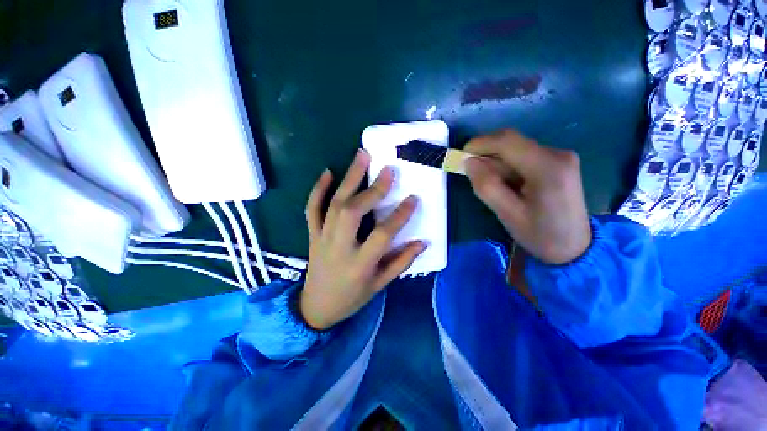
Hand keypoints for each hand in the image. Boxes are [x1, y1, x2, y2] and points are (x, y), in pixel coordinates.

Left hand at [300, 149, 427, 329]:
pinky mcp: (312, 234)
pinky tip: (328, 172)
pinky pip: (312, 209)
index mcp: (360, 264)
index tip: (413, 198)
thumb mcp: (380, 285)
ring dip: (349, 179)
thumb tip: (422, 242)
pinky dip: (318, 189)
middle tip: (387, 169)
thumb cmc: (352, 298)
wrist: (315, 307)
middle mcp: (339, 247)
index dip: (399, 216)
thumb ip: (401, 262)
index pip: (382, 235)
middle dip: (372, 190)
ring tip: (361, 156)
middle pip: (353, 212)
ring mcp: (322, 238)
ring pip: (334, 204)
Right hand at [464, 130, 590, 264]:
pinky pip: (524, 156)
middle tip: (472, 174)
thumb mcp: (507, 215)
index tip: (461, 157)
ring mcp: (560, 156)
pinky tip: (507, 184)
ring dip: (497, 163)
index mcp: (547, 168)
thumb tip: (469, 162)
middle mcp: (557, 154)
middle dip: (487, 155)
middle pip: (512, 143)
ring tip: (492, 186)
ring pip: (516, 149)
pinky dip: (508, 166)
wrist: (575, 247)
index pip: (507, 141)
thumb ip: (486, 186)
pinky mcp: (558, 162)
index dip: (480, 144)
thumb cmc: (540, 235)